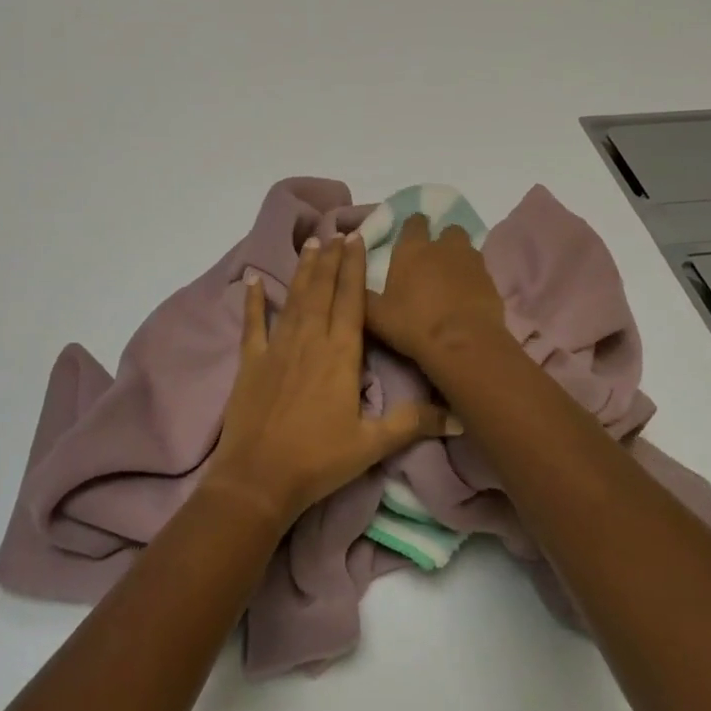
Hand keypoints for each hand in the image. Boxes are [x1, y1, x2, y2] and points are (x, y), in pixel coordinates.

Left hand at [206, 234, 454, 529]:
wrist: (258, 478)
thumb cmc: (319, 460)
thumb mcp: (371, 445)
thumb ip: (412, 423)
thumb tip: (459, 418)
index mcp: (340, 354)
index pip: (351, 301)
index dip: (354, 268)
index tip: (356, 240)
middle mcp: (310, 340)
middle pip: (322, 291)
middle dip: (331, 260)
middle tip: (336, 232)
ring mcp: (277, 347)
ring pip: (294, 299)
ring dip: (303, 270)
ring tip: (311, 243)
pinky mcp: (251, 361)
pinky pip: (253, 324)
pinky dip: (253, 301)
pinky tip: (252, 280)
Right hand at [365, 213, 511, 373]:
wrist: (462, 344)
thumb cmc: (413, 325)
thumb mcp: (376, 315)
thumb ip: (362, 295)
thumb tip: (351, 284)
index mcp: (412, 249)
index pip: (414, 222)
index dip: (413, 227)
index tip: (409, 238)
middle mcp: (443, 247)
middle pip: (448, 229)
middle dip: (442, 239)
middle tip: (434, 259)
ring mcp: (471, 262)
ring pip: (467, 248)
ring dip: (460, 257)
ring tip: (452, 278)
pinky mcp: (491, 281)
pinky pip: (481, 272)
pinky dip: (474, 279)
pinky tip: (468, 297)